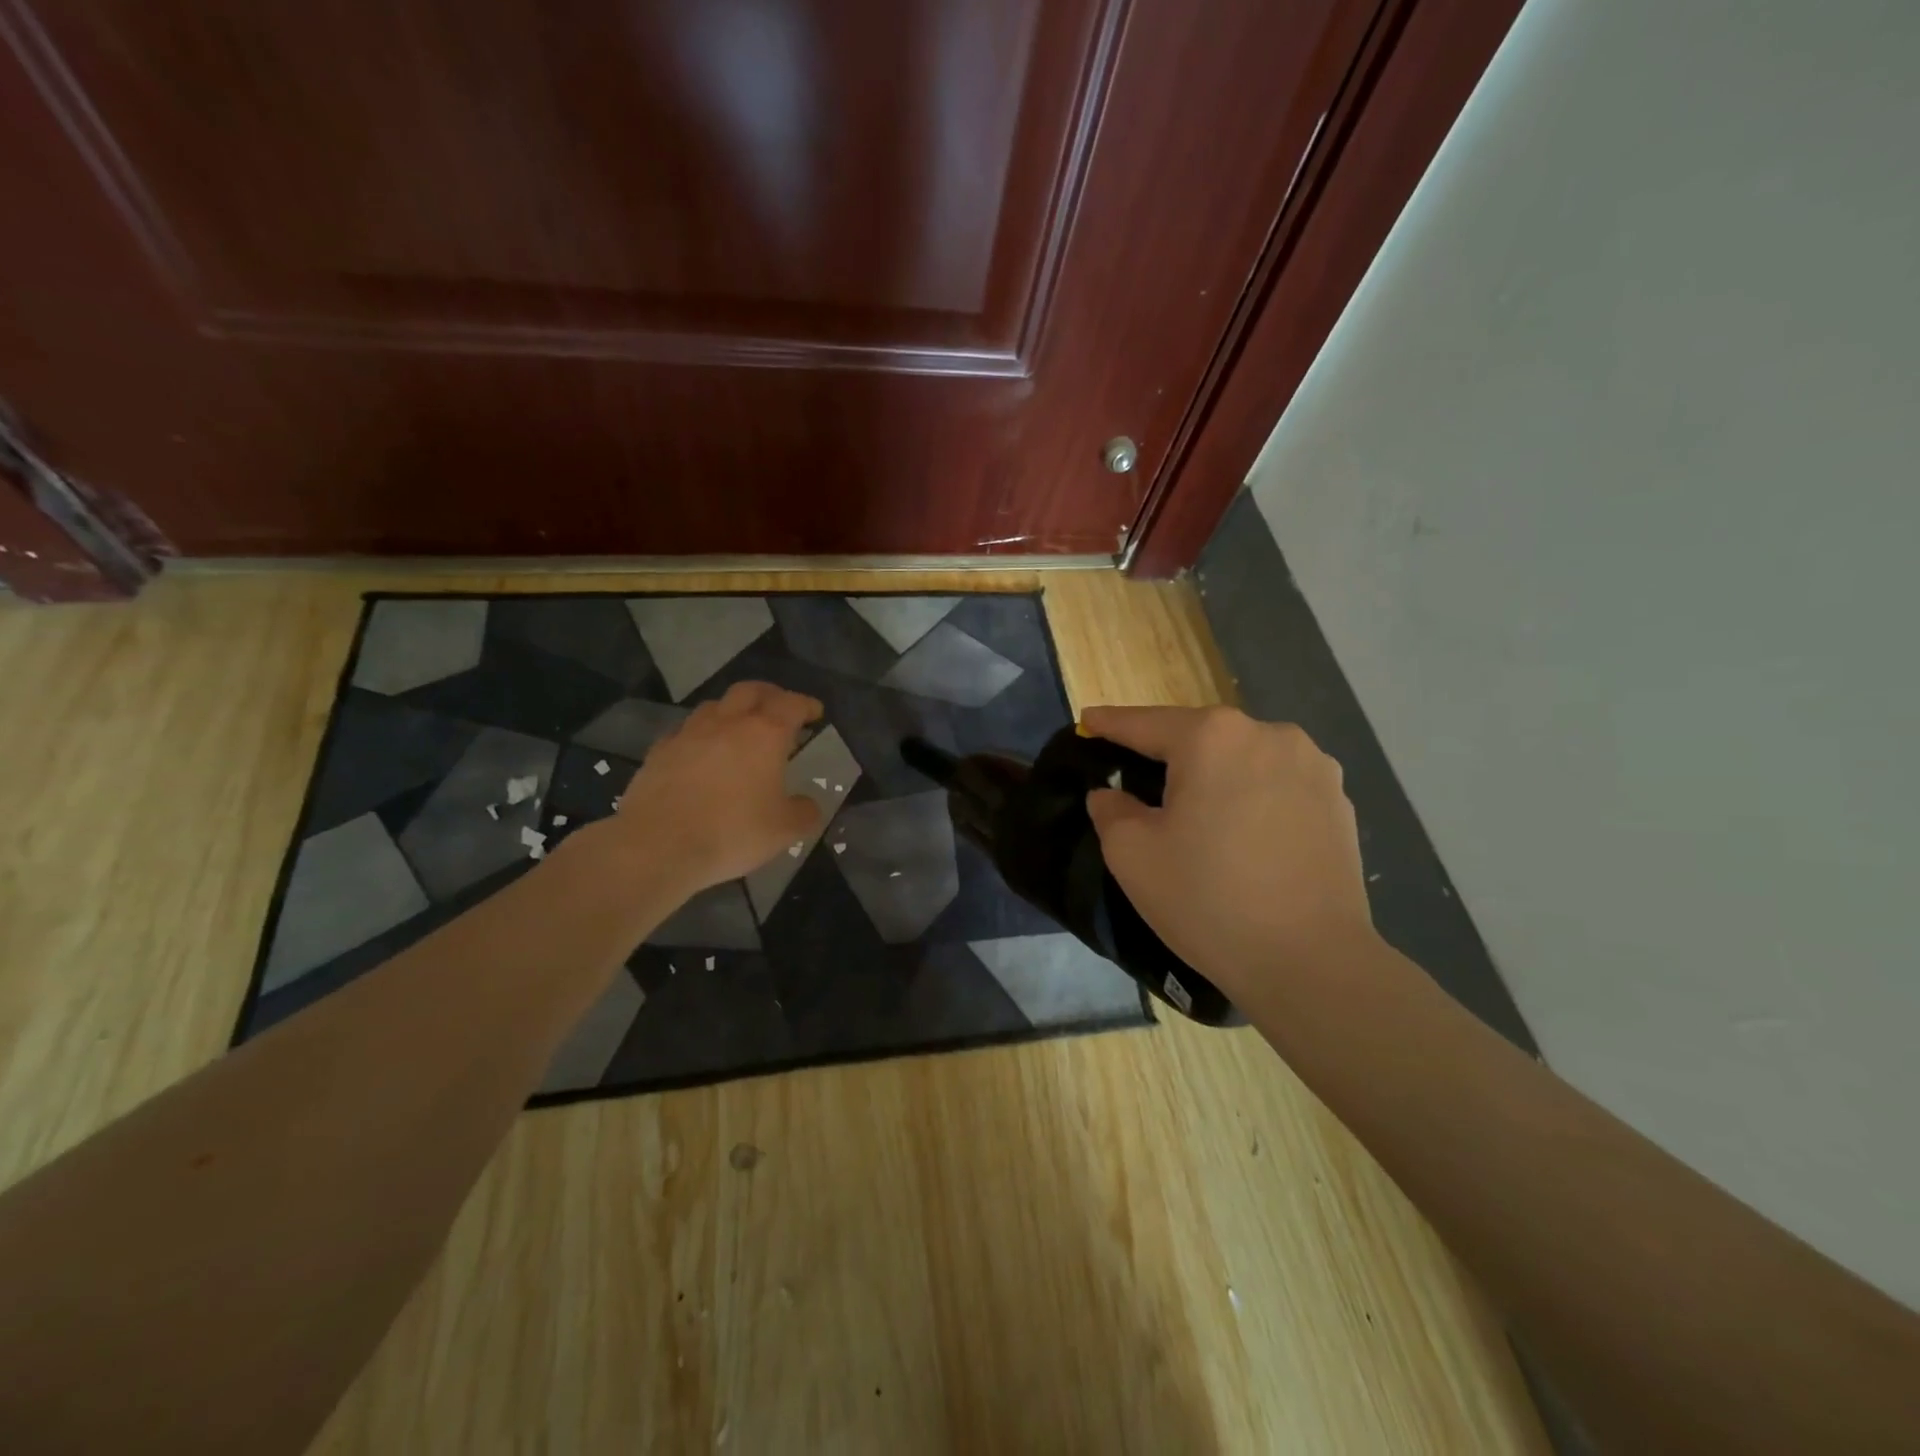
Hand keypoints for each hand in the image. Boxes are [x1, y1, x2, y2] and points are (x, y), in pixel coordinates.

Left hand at [611, 682, 822, 895]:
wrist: (659, 846)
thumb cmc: (732, 832)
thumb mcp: (784, 830)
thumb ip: (804, 813)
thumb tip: (808, 805)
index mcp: (765, 734)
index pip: (791, 704)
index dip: (806, 705)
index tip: (815, 712)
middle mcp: (727, 723)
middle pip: (750, 691)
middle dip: (770, 695)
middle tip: (780, 709)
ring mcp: (688, 734)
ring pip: (714, 706)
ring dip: (732, 710)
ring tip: (739, 728)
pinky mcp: (659, 752)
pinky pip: (684, 732)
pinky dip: (700, 735)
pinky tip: (701, 754)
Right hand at [1083, 706, 1375, 999]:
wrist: (1311, 962)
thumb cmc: (1209, 899)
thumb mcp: (1132, 855)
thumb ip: (1111, 810)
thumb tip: (1113, 794)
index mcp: (1212, 737)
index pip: (1145, 723)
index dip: (1110, 724)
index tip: (1087, 721)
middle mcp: (1268, 734)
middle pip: (1199, 737)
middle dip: (1168, 755)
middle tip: (1140, 782)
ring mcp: (1313, 765)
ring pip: (1242, 759)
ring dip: (1215, 776)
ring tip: (1200, 815)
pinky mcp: (1339, 800)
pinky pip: (1278, 784)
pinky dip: (1253, 797)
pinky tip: (1245, 835)